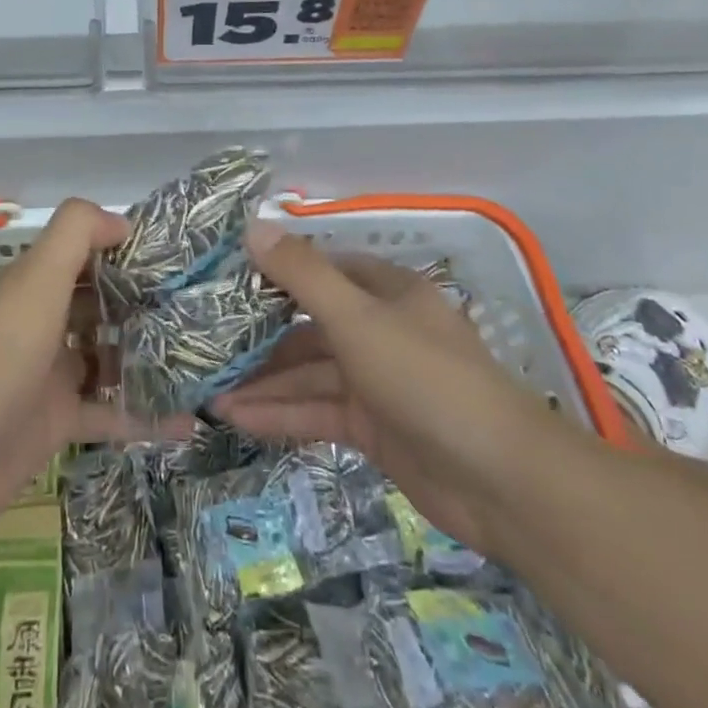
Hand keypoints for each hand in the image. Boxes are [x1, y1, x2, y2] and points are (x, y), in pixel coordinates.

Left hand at [0, 199, 184, 540]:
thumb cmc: (1, 354)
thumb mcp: (38, 278)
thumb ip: (76, 234)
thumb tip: (122, 221)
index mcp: (36, 286)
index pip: (85, 255)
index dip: (124, 249)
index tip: (175, 254)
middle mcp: (44, 323)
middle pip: (100, 305)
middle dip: (144, 302)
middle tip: (200, 305)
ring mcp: (52, 375)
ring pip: (109, 357)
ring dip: (149, 357)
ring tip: (204, 355)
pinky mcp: (59, 422)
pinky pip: (111, 413)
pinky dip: (146, 417)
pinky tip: (189, 422)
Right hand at [215, 233, 546, 553]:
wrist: (500, 480)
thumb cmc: (425, 377)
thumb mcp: (357, 317)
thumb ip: (302, 274)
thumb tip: (252, 226)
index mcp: (386, 291)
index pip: (322, 270)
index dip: (276, 272)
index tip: (227, 281)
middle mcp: (381, 329)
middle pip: (310, 325)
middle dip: (261, 336)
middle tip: (207, 342)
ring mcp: (377, 381)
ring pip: (310, 372)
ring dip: (264, 381)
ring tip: (208, 390)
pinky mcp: (373, 428)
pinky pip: (318, 411)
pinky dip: (281, 413)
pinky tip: (237, 418)